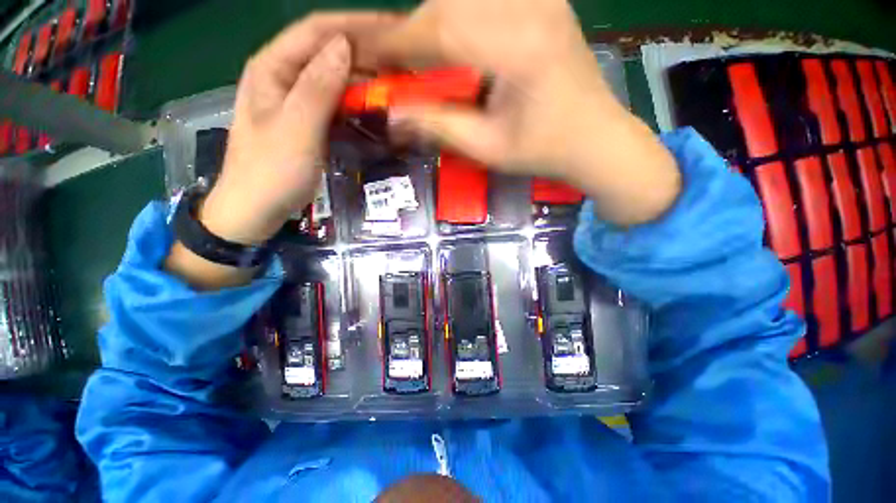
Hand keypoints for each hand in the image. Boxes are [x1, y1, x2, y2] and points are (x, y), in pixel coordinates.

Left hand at [166, 13, 397, 289]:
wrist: (255, 209)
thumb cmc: (271, 172)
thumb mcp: (296, 129)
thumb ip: (318, 87)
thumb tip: (345, 46)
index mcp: (272, 68)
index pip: (317, 30)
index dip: (356, 24)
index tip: (393, 27)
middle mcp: (283, 76)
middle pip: (326, 50)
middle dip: (364, 50)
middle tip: (402, 58)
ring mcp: (295, 99)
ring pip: (333, 76)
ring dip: (362, 76)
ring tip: (394, 79)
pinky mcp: (306, 120)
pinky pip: (334, 101)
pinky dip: (355, 99)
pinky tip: (373, 104)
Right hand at [374, 0, 680, 225]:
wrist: (595, 138)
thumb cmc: (544, 151)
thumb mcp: (489, 148)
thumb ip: (440, 127)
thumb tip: (393, 116)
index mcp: (518, 48)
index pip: (441, 29)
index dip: (398, 42)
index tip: (369, 55)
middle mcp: (530, 7)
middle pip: (449, 4)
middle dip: (413, 33)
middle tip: (396, 62)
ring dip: (434, 24)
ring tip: (422, 57)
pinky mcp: (543, 1)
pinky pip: (485, 0)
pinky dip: (458, 17)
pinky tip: (454, 44)